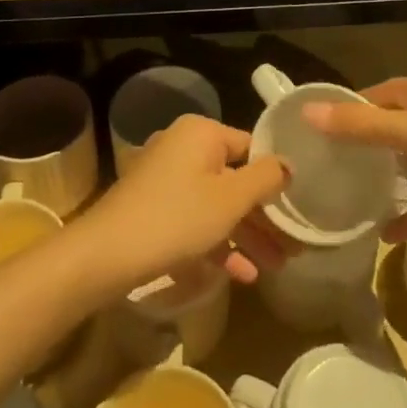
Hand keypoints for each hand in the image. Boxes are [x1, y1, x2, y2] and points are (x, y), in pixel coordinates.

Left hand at [71, 114, 290, 294]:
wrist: (107, 253)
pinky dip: (218, 242)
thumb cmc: (177, 217)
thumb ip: (265, 178)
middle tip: (293, 247)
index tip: (299, 208)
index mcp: (201, 133)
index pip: (251, 148)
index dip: (276, 179)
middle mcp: (183, 147)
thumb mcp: (230, 199)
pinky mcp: (155, 207)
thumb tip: (288, 164)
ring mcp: (166, 178)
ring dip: (247, 235)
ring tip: (276, 267)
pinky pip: (196, 219)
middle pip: (236, 179)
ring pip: (217, 203)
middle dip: (265, 217)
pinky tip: (242, 274)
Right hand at [303, 77, 406, 241]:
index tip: (313, 134)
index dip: (347, 110)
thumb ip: (366, 127)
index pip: (376, 96)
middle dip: (363, 151)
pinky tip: (388, 236)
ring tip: (352, 204)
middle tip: (325, 176)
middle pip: (392, 131)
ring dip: (389, 184)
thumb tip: (309, 114)